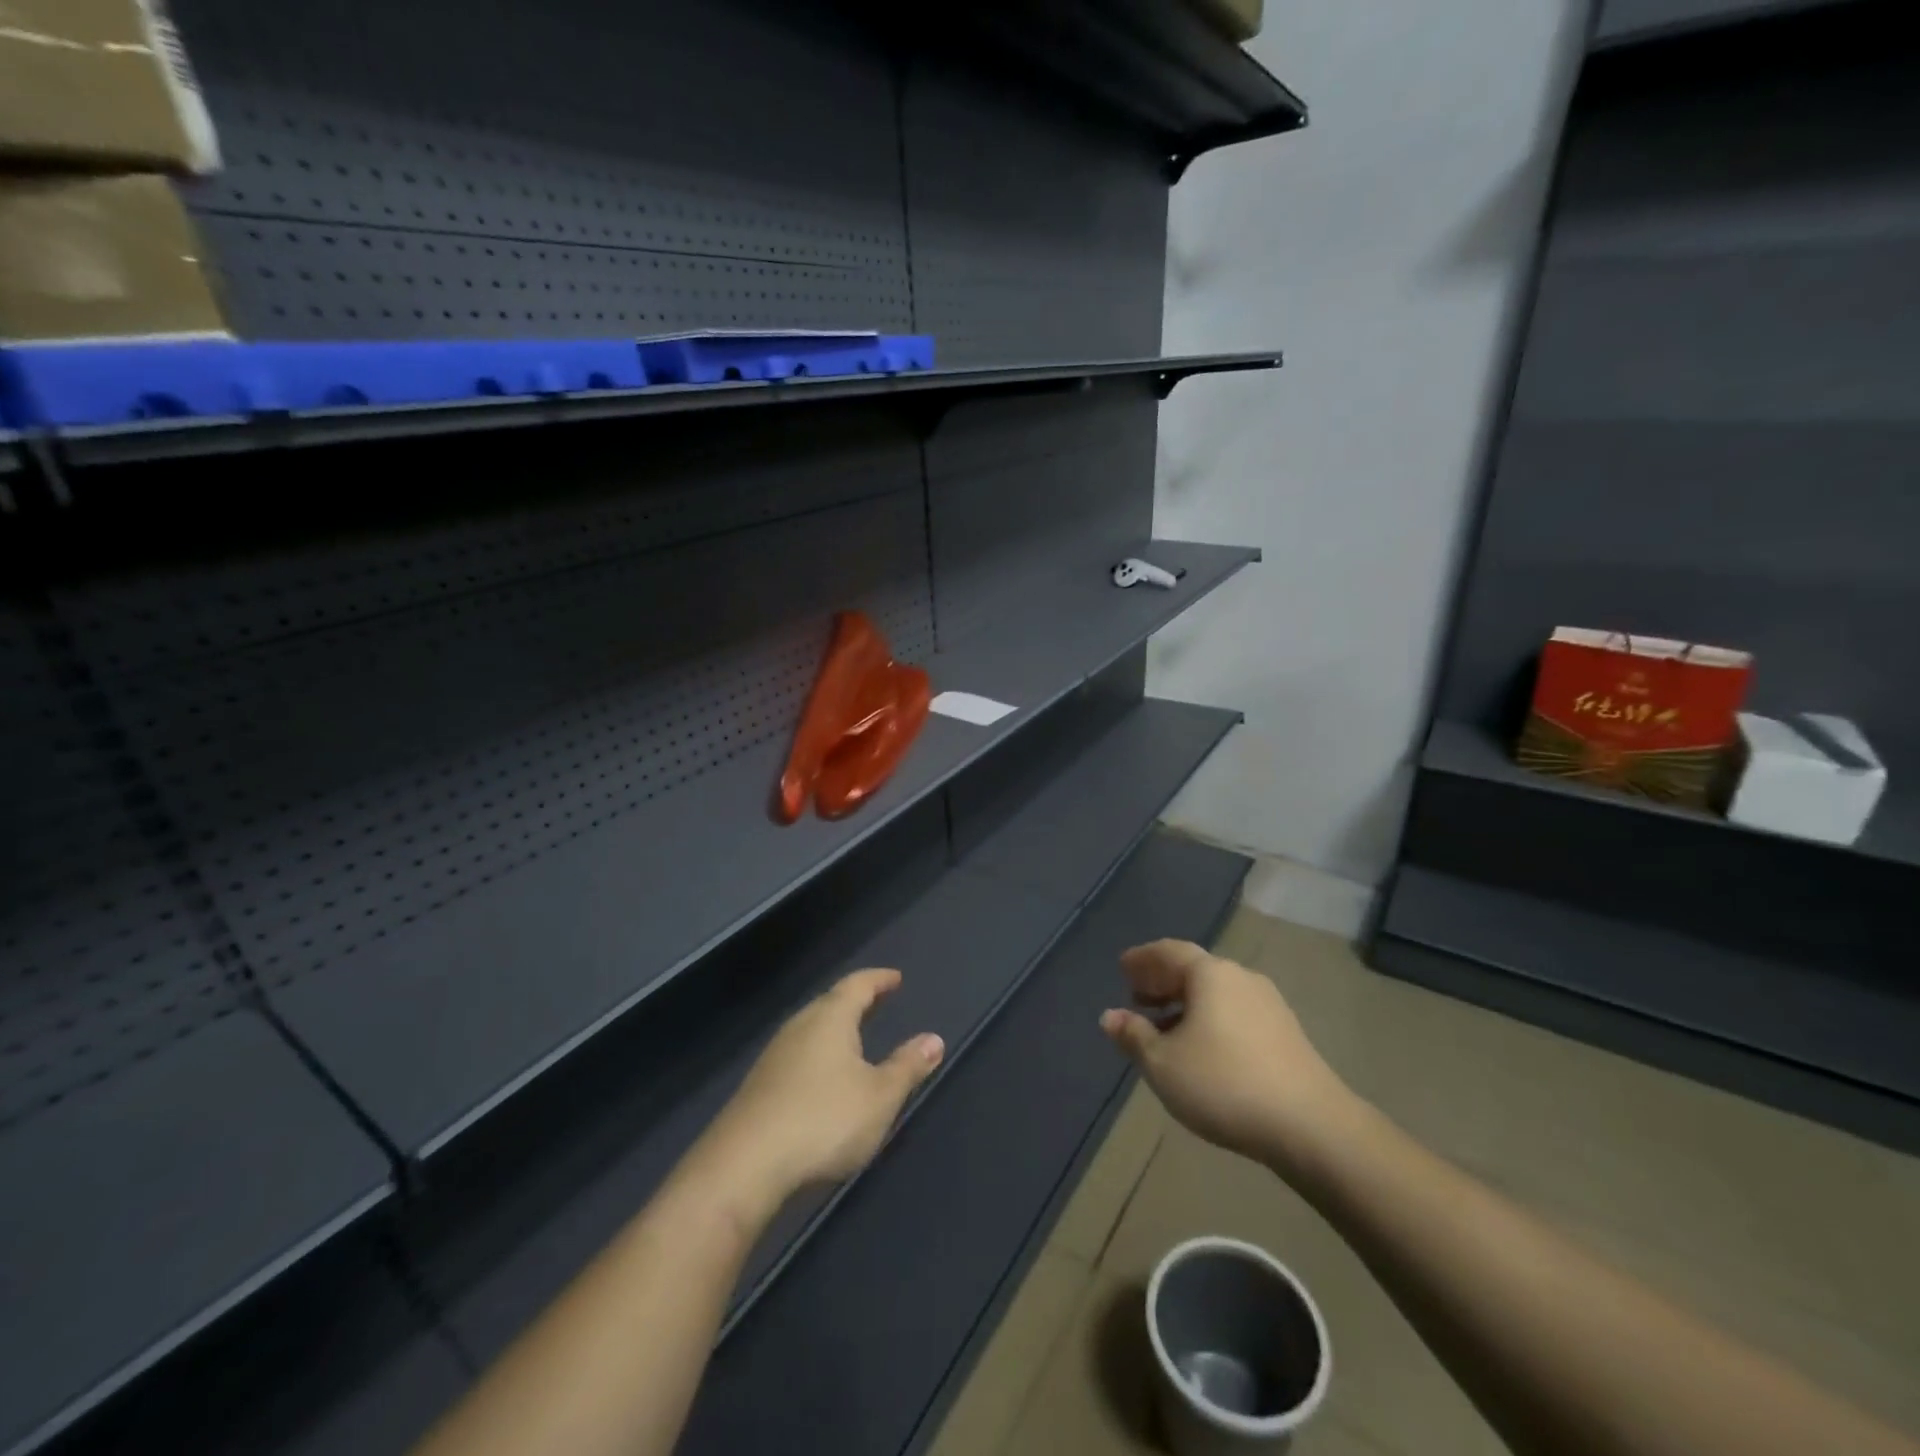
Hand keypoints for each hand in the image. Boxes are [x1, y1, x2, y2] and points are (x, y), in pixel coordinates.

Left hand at [700, 969, 944, 1208]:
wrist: (744, 1166)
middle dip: (856, 1001)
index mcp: (830, 1018)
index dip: (878, 980)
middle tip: (878, 1001)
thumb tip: (934, 1039)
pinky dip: (818, 1053)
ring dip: (835, 1028)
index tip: (895, 978)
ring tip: (854, 1037)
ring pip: (811, 1029)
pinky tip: (822, 1076)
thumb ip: (907, 1066)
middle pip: (830, 1003)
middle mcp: (800, 1027)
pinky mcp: (760, 1087)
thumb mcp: (879, 1097)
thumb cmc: (823, 1120)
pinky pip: (798, 1054)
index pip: (857, 985)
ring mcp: (774, 1056)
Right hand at [1100, 940, 1359, 1171]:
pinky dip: (1210, 1019)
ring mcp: (1269, 1005)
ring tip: (1164, 1027)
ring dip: (1186, 1003)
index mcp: (1210, 974)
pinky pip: (1235, 1013)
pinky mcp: (1286, 1034)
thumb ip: (1134, 1036)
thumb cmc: (1224, 1083)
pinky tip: (1202, 1048)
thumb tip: (1110, 1016)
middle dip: (1163, 981)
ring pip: (1216, 994)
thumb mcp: (1164, 1064)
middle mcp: (1241, 978)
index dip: (1142, 958)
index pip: (1169, 952)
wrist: (1312, 1126)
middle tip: (1137, 996)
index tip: (1122, 967)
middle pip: (1194, 970)